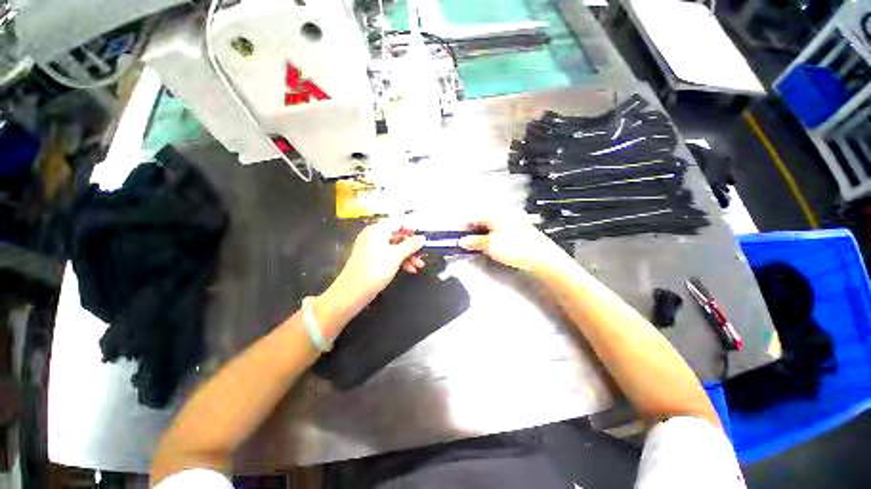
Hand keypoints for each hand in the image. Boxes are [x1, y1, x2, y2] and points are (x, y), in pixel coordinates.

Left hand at [331, 222, 425, 304]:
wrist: (353, 292)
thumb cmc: (376, 269)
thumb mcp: (396, 256)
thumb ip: (410, 245)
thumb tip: (422, 237)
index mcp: (377, 230)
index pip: (398, 222)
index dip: (411, 228)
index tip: (422, 237)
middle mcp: (373, 235)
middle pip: (397, 235)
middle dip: (411, 246)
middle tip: (422, 254)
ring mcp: (371, 248)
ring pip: (394, 247)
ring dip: (407, 255)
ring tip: (419, 266)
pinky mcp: (371, 259)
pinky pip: (388, 255)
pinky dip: (399, 261)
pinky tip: (409, 270)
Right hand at [459, 215, 570, 274]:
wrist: (543, 258)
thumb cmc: (515, 248)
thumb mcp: (491, 245)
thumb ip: (475, 242)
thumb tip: (462, 241)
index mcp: (496, 214)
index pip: (474, 216)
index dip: (464, 226)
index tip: (458, 237)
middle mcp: (503, 214)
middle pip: (482, 220)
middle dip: (472, 231)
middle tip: (466, 244)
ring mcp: (512, 221)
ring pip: (490, 226)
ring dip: (481, 235)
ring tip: (477, 247)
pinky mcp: (518, 230)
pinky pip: (498, 230)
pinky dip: (491, 237)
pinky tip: (490, 246)